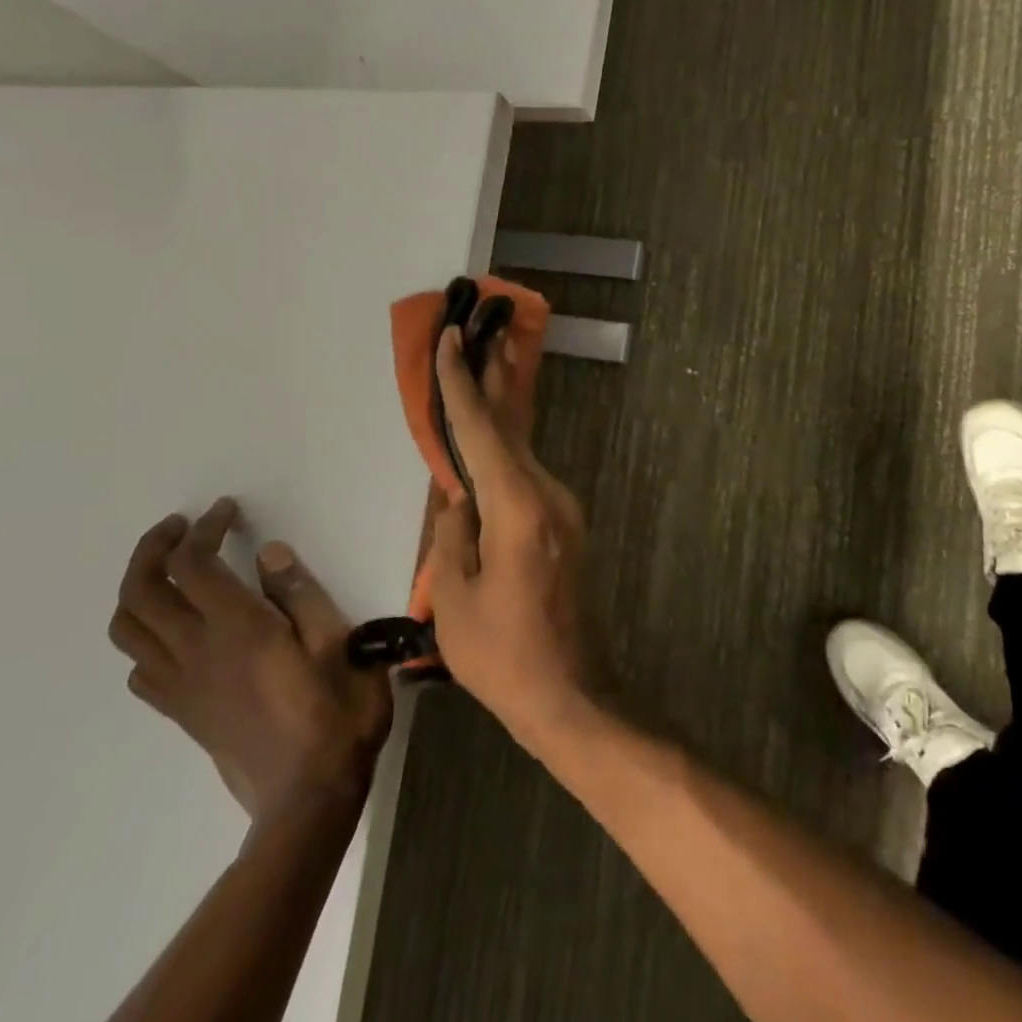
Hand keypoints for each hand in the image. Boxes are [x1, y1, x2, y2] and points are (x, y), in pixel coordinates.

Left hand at [109, 499, 393, 820]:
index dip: (204, 528)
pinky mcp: (181, 712)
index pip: (193, 564)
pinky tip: (178, 631)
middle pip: (141, 590)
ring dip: (138, 589)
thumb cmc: (336, 712)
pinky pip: (140, 668)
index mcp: (237, 628)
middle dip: (153, 548)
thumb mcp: (338, 642)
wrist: (308, 796)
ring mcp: (181, 685)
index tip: (228, 511)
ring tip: (171, 570)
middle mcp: (196, 651)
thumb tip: (268, 552)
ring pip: (128, 629)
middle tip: (183, 527)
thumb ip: (301, 594)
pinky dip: (145, 636)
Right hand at [427, 328, 589, 748]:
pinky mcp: (564, 526)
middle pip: (512, 425)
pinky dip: (505, 451)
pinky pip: (526, 476)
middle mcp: (547, 494)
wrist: (571, 695)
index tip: (451, 338)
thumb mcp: (454, 597)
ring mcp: (562, 509)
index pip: (480, 431)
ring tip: (485, 367)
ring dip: (500, 411)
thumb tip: (460, 497)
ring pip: (520, 449)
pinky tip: (488, 444)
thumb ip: (453, 533)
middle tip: (488, 325)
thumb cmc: (502, 655)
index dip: (461, 383)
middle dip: (495, 374)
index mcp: (517, 507)